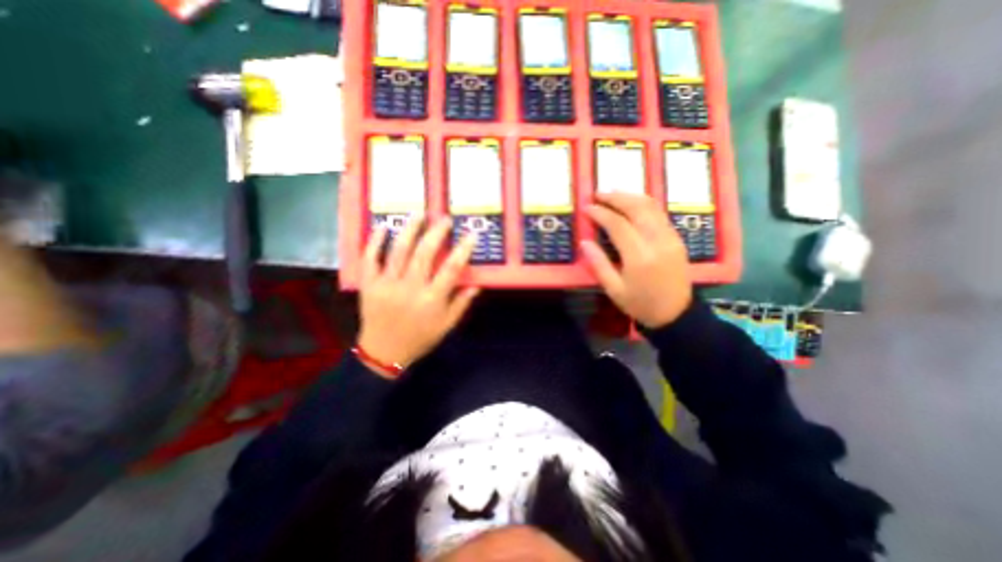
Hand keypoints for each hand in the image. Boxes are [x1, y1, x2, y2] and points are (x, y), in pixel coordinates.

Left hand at [356, 214, 481, 373]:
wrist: (383, 352)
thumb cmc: (420, 338)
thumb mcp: (447, 325)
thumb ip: (461, 303)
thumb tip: (477, 284)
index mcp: (431, 300)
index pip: (451, 269)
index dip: (463, 250)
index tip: (471, 235)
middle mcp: (410, 288)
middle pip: (424, 254)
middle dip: (436, 233)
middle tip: (444, 219)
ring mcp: (386, 284)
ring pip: (398, 251)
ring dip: (410, 229)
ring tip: (419, 214)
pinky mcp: (369, 284)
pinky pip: (370, 259)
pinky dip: (375, 242)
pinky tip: (382, 227)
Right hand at [586, 193, 693, 329]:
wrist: (676, 314)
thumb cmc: (640, 304)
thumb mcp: (614, 290)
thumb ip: (598, 264)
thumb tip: (584, 242)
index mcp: (639, 257)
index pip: (618, 225)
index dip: (601, 213)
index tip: (587, 207)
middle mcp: (657, 241)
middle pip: (637, 208)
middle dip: (615, 197)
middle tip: (598, 193)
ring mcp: (670, 237)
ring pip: (651, 206)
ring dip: (630, 196)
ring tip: (612, 192)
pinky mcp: (676, 238)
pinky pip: (659, 213)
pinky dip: (643, 203)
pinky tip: (631, 203)